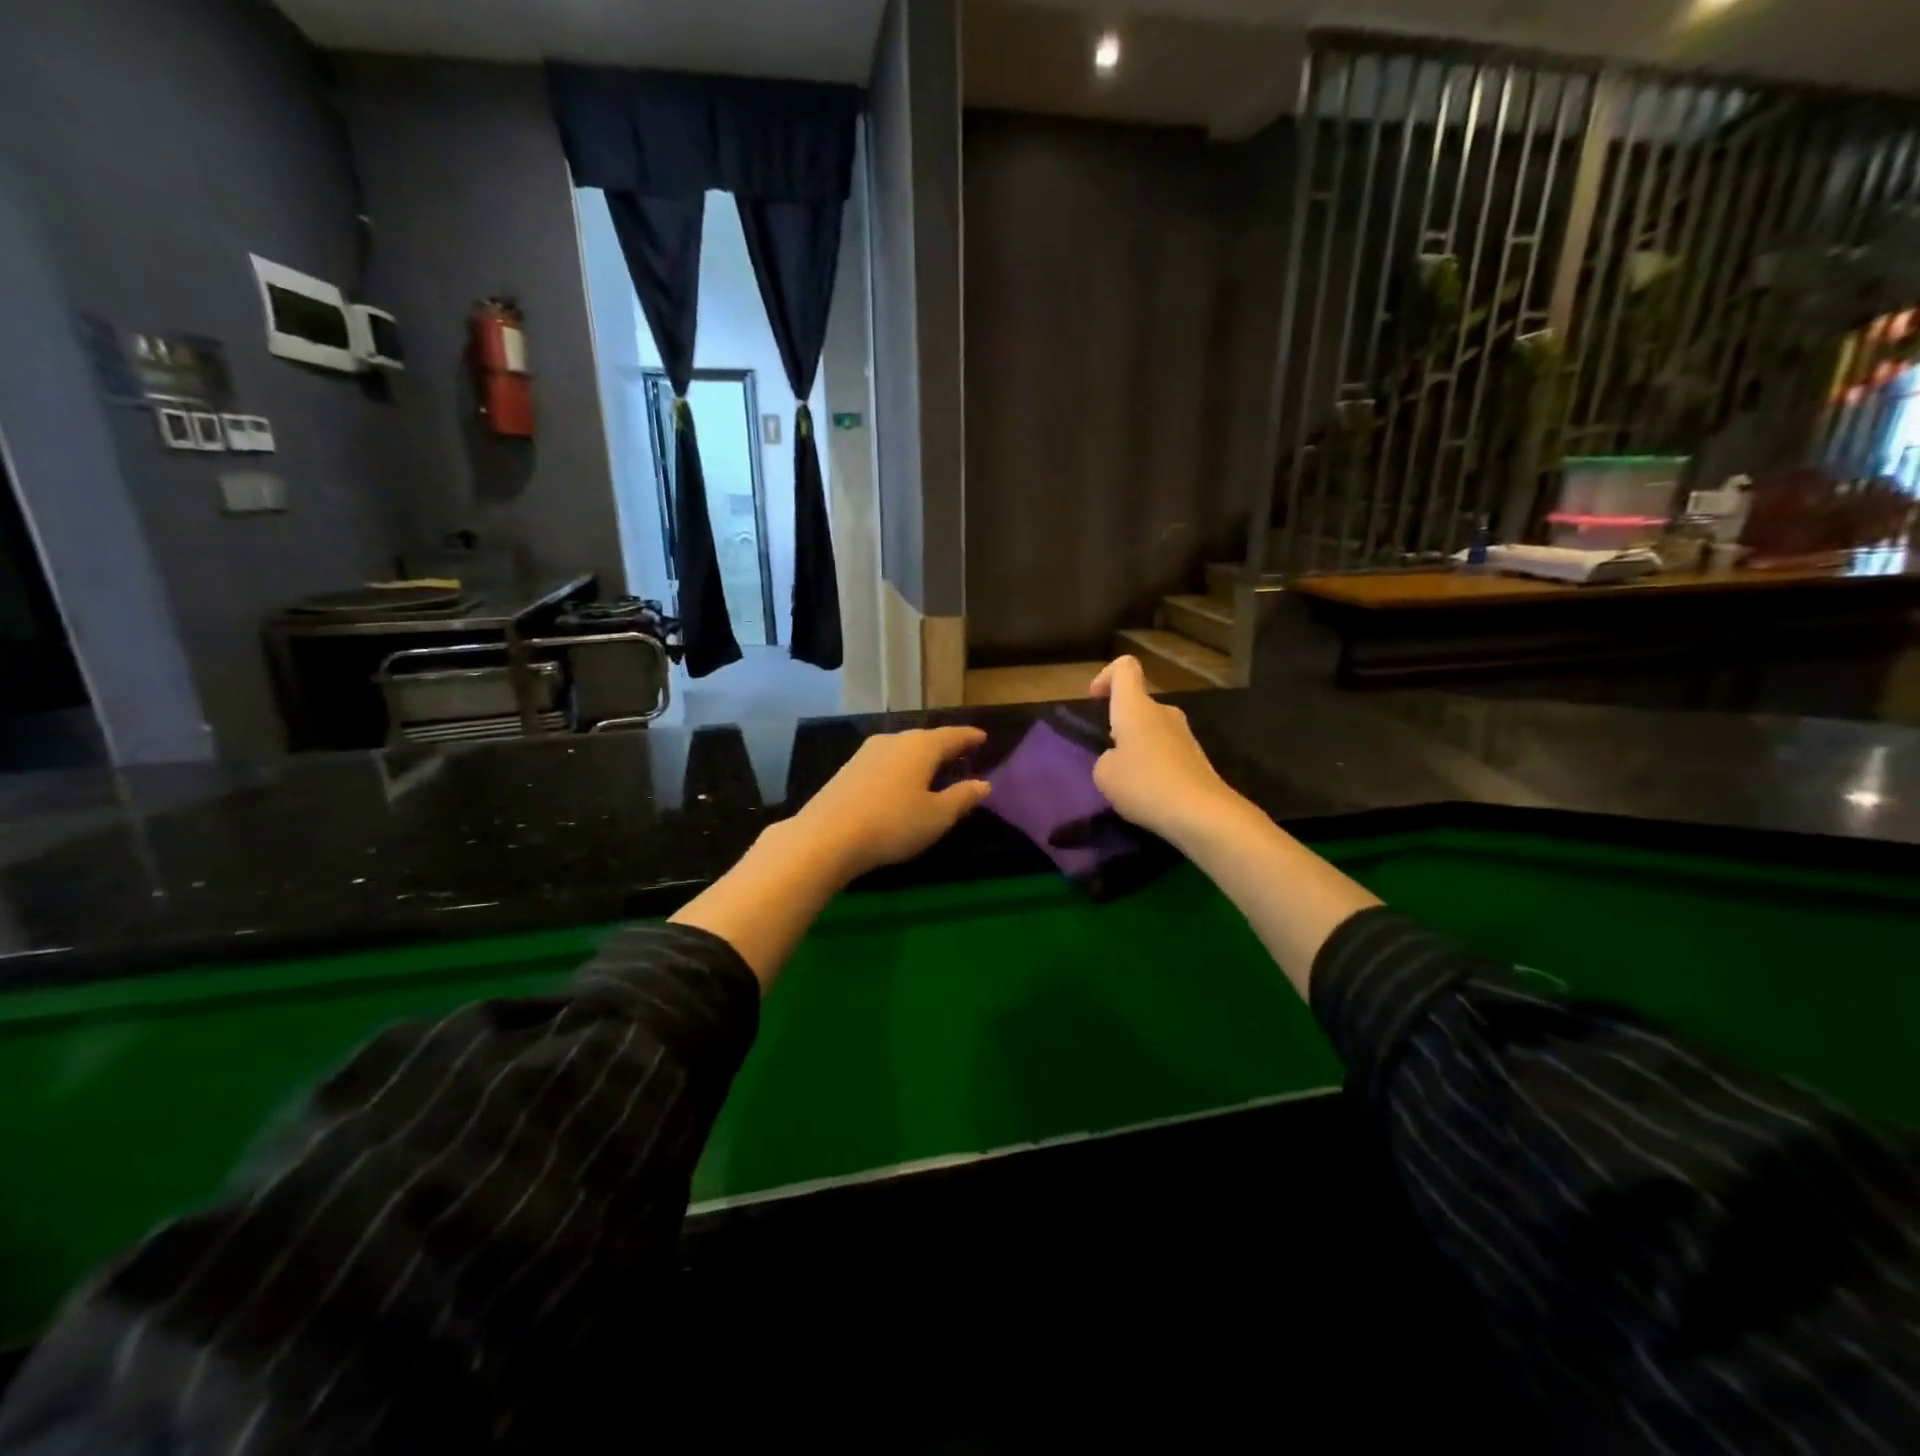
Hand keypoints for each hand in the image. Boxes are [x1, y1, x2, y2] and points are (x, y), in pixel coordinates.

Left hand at [789, 726, 991, 878]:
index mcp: (921, 746)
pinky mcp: (848, 769)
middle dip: (944, 746)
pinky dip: (900, 767)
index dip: (969, 737)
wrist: (826, 836)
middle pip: (925, 738)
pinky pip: (885, 761)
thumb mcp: (936, 816)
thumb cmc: (892, 824)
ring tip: (932, 769)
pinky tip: (900, 782)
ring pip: (902, 749)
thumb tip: (983, 783)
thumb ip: (962, 797)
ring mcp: (866, 753)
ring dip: (920, 757)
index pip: (952, 735)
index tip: (982, 737)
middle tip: (960, 754)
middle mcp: (893, 740)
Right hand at [1089, 656, 1240, 846]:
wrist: (1201, 813)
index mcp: (1136, 708)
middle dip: (1120, 726)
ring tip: (1128, 781)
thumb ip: (1105, 759)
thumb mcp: (1104, 775)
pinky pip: (1167, 751)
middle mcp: (1163, 713)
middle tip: (1109, 757)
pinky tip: (1151, 793)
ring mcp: (1184, 735)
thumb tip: (1119, 759)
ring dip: (1138, 748)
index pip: (1125, 668)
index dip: (1106, 676)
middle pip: (1138, 705)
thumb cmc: (1144, 784)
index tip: (1095, 699)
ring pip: (1152, 730)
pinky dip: (1155, 765)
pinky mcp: (1197, 758)